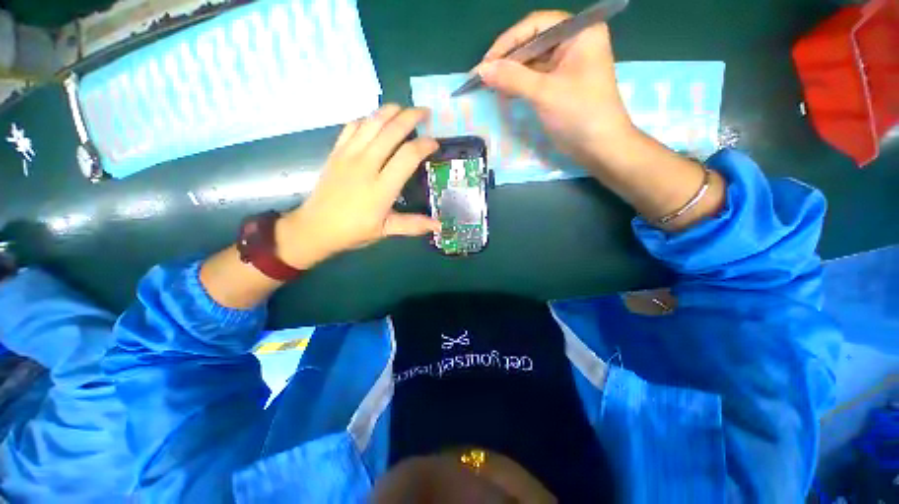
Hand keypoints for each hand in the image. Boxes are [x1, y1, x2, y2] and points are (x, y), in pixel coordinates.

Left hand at [277, 105, 440, 268]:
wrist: (316, 227)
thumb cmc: (354, 231)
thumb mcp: (385, 231)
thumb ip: (413, 225)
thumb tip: (439, 225)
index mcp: (381, 188)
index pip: (408, 156)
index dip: (424, 144)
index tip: (435, 143)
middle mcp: (366, 165)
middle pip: (391, 131)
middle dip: (412, 117)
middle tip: (425, 113)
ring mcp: (348, 155)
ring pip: (371, 122)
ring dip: (390, 110)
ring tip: (404, 108)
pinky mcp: (336, 151)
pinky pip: (352, 126)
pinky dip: (368, 118)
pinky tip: (376, 120)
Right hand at [477, 11, 634, 166]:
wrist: (599, 147)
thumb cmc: (578, 114)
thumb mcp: (544, 93)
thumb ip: (512, 78)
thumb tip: (481, 70)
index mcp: (579, 32)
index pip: (536, 26)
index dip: (508, 42)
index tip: (486, 62)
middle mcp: (574, 42)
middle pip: (533, 43)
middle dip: (507, 60)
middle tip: (483, 77)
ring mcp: (568, 64)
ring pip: (532, 62)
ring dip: (511, 74)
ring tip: (489, 86)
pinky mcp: (561, 84)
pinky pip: (536, 78)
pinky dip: (520, 85)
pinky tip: (504, 92)